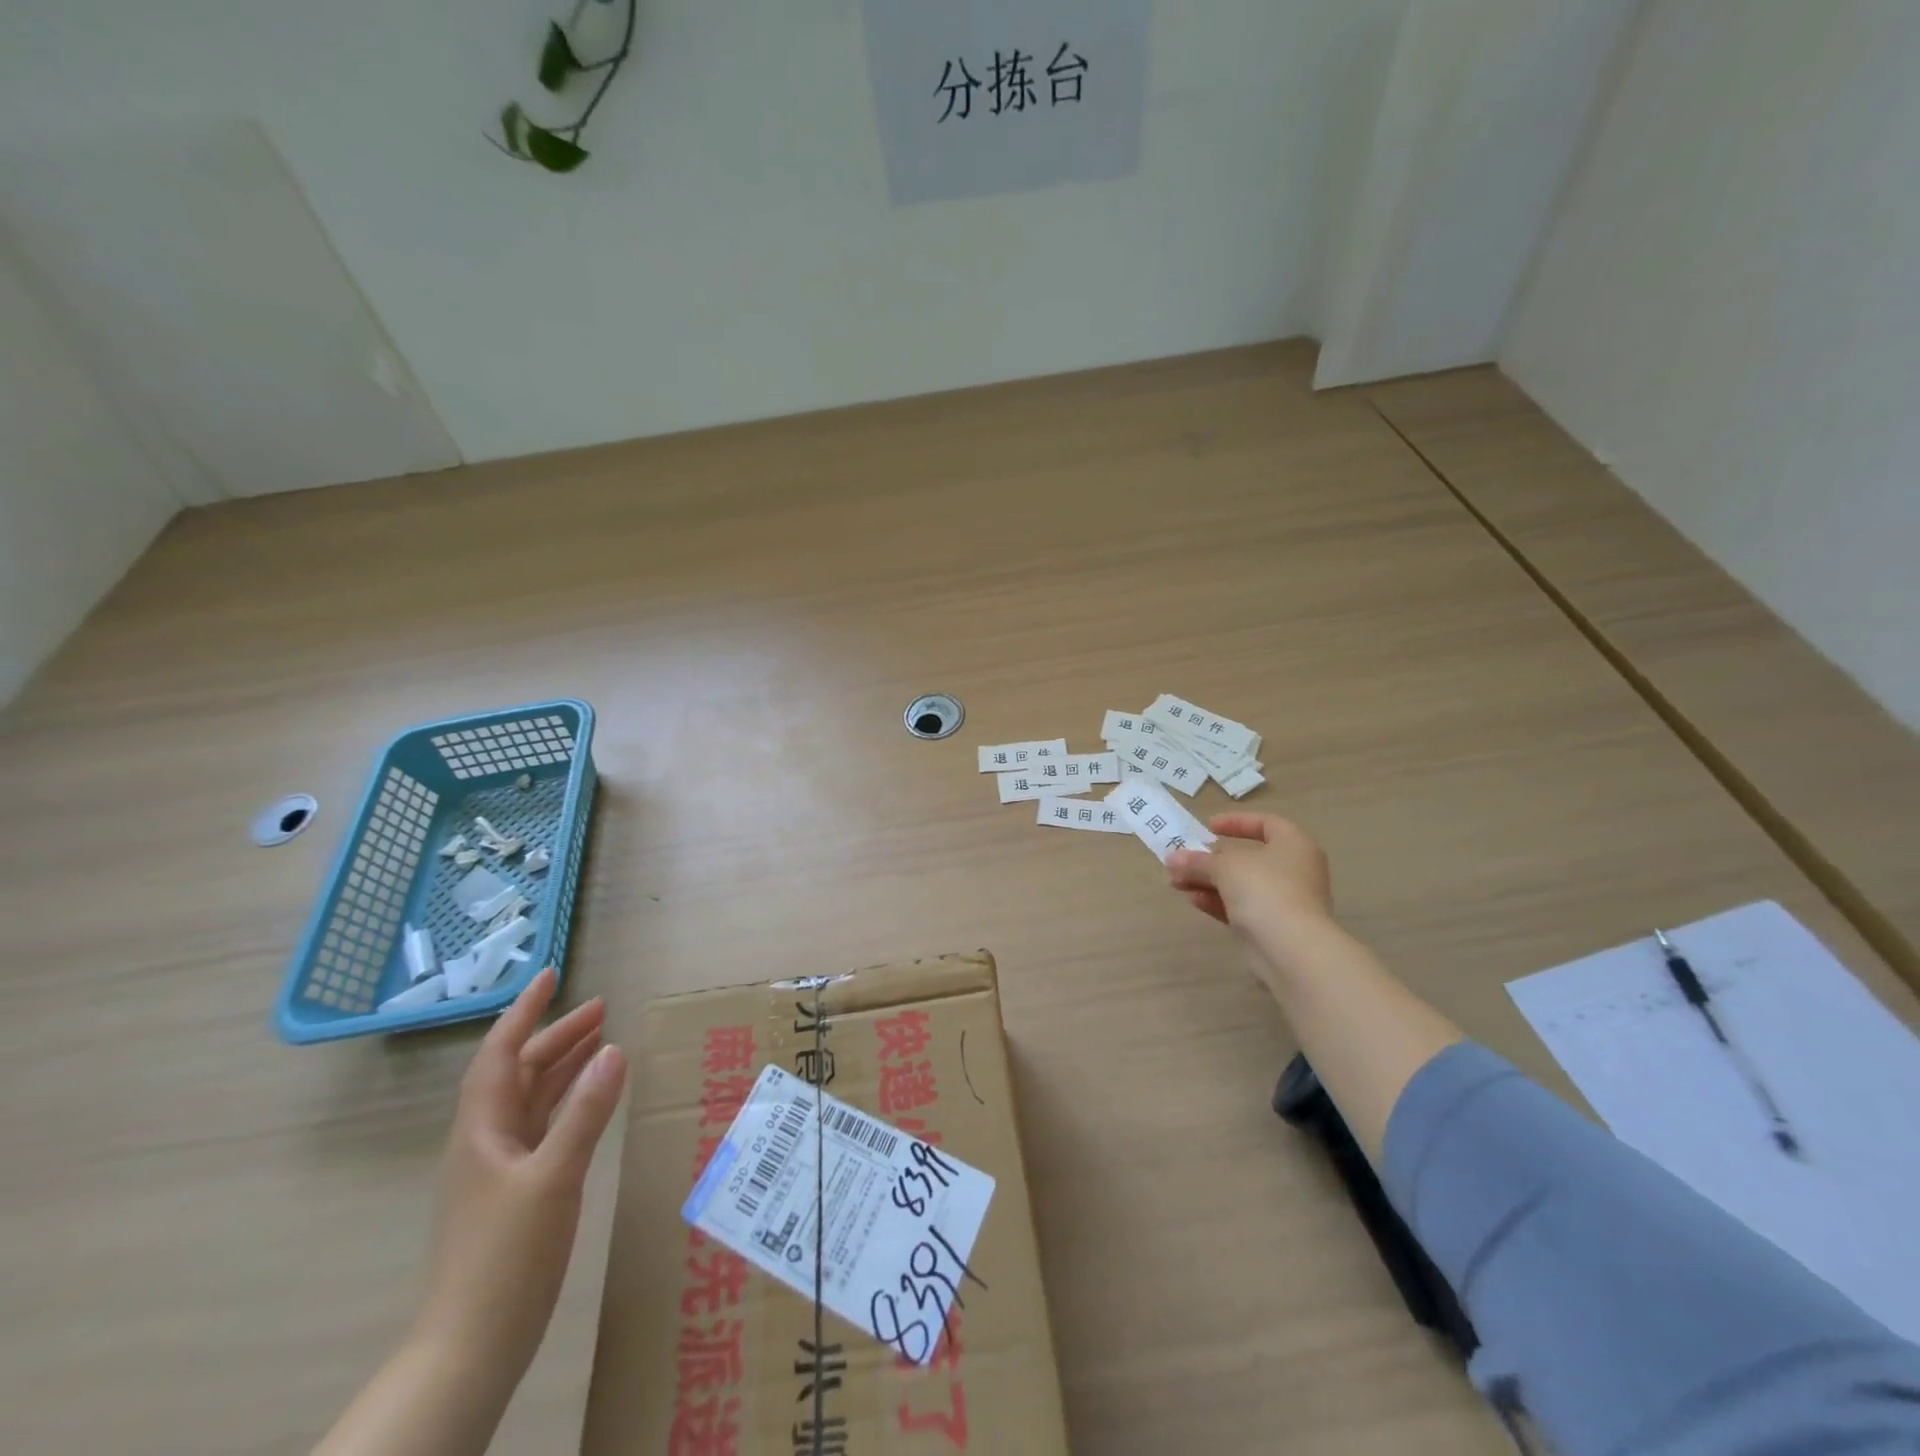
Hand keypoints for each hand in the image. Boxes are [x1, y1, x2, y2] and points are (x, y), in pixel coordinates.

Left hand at [412, 968, 627, 1380]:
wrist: (472, 1345)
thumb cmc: (506, 1255)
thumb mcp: (553, 1177)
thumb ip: (585, 1112)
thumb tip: (614, 1048)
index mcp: (481, 1130)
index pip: (499, 1053)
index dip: (524, 1011)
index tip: (550, 975)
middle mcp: (486, 1140)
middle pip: (519, 1071)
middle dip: (556, 1035)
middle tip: (602, 1008)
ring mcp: (500, 1167)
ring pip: (532, 1098)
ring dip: (563, 1065)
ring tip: (602, 1039)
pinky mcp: (517, 1190)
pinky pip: (544, 1125)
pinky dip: (568, 1100)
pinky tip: (593, 1098)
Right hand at [1165, 812, 1334, 939]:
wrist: (1290, 948)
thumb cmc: (1264, 889)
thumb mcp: (1225, 866)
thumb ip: (1198, 860)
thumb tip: (1172, 858)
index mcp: (1294, 845)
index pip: (1266, 823)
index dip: (1236, 822)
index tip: (1208, 827)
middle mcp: (1293, 870)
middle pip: (1246, 857)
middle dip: (1210, 859)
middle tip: (1182, 860)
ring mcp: (1283, 900)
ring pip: (1239, 884)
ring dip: (1207, 881)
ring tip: (1175, 882)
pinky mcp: (1271, 926)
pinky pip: (1240, 907)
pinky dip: (1216, 901)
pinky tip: (1191, 899)